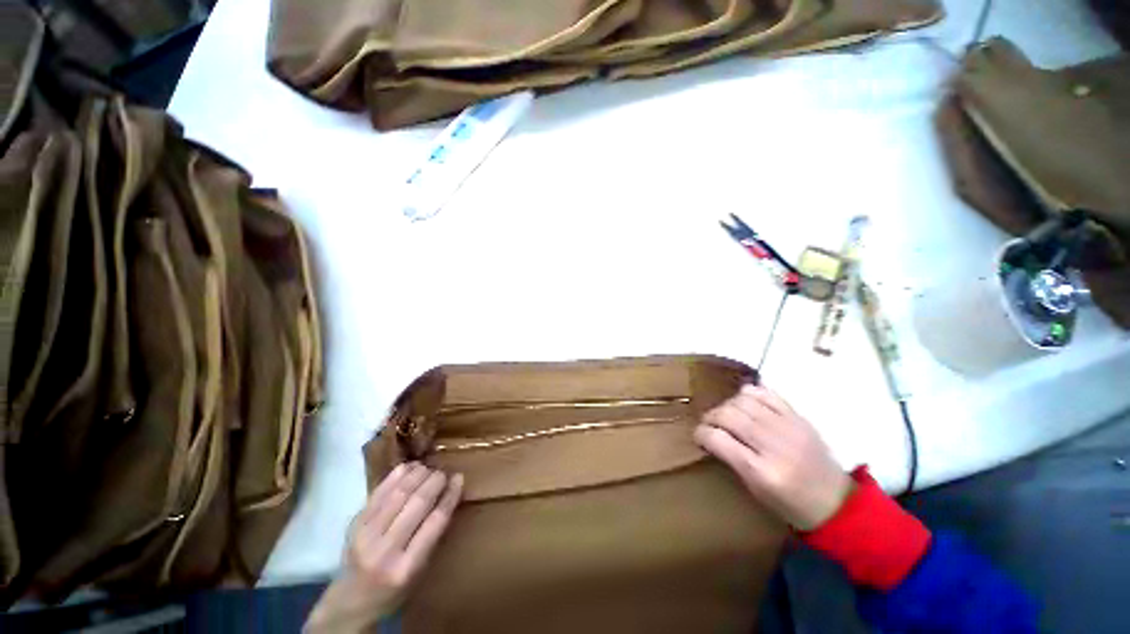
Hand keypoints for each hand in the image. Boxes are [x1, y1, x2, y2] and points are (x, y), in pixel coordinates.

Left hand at [305, 463, 463, 632]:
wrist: (350, 600)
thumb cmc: (394, 588)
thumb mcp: (420, 570)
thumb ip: (433, 534)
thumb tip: (450, 493)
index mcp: (407, 568)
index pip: (435, 522)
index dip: (450, 495)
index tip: (459, 478)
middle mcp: (385, 550)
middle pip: (417, 503)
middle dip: (435, 481)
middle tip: (444, 471)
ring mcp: (366, 535)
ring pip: (399, 492)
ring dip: (418, 474)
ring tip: (429, 467)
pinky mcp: (354, 523)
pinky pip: (380, 491)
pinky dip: (397, 475)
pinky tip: (410, 466)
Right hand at [694, 385, 851, 530]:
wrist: (837, 504)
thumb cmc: (791, 505)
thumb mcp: (755, 491)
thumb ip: (731, 459)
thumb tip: (710, 435)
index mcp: (761, 472)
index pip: (718, 439)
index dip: (701, 433)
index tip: (698, 436)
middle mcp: (774, 445)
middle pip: (728, 415)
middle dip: (710, 417)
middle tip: (708, 424)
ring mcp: (788, 427)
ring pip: (743, 400)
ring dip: (727, 405)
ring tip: (726, 414)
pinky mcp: (799, 417)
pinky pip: (766, 394)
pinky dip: (749, 393)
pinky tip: (745, 402)